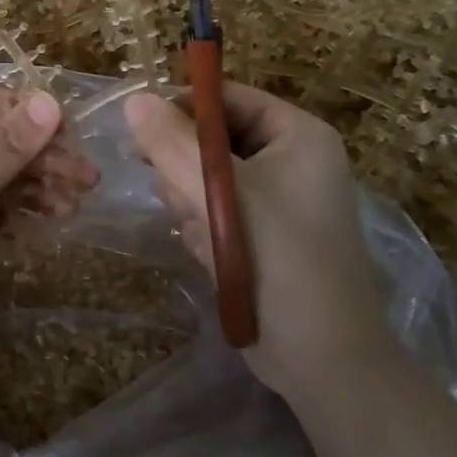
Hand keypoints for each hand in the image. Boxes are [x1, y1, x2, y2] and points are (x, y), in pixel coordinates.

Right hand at [125, 83, 390, 395]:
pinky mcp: (261, 232)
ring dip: (191, 200)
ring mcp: (277, 198)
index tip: (141, 132)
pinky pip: (213, 208)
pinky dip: (202, 226)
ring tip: (202, 233)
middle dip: (186, 168)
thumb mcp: (222, 194)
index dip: (183, 108)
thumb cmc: (280, 261)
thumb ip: (173, 144)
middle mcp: (291, 159)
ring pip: (205, 175)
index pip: (227, 98)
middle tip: (176, 195)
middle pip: (212, 137)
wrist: (322, 358)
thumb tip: (134, 100)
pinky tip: (209, 252)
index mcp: (298, 135)